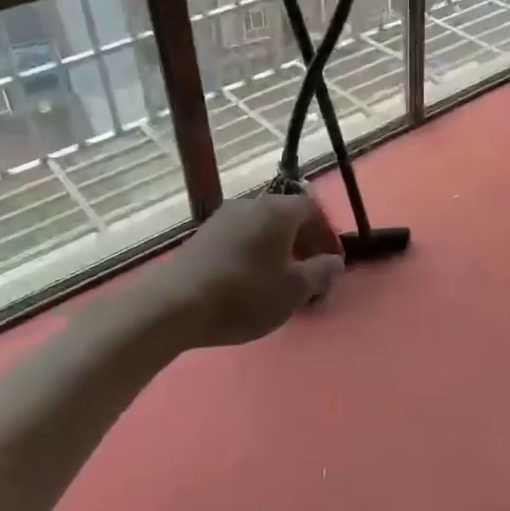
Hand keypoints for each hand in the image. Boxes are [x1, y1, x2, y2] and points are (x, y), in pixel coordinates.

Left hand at [152, 192, 343, 348]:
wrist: (175, 306)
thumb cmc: (244, 294)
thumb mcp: (293, 290)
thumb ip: (320, 273)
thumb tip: (334, 262)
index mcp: (277, 211)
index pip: (312, 209)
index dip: (326, 234)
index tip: (332, 264)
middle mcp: (250, 205)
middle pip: (286, 216)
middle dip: (304, 243)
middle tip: (311, 274)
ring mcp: (223, 219)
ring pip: (262, 228)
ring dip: (279, 250)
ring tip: (282, 281)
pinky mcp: (203, 237)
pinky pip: (241, 238)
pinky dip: (255, 254)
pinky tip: (252, 282)